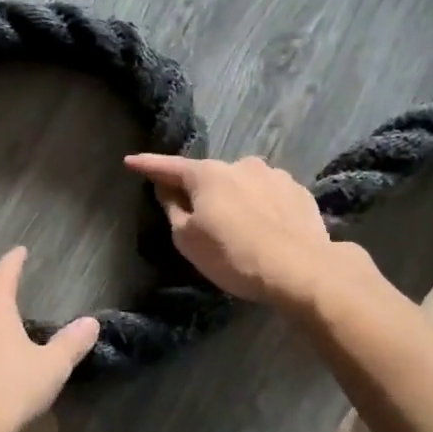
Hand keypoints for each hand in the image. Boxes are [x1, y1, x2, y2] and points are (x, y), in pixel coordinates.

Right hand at [124, 153, 335, 304]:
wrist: (302, 269)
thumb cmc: (234, 256)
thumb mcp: (188, 240)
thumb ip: (173, 209)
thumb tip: (168, 190)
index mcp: (208, 174)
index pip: (169, 167)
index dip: (148, 165)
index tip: (130, 161)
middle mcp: (241, 164)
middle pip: (209, 176)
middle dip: (200, 191)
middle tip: (198, 219)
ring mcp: (274, 175)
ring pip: (242, 185)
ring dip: (234, 199)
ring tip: (239, 229)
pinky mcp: (299, 192)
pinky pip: (268, 196)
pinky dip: (260, 207)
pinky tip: (266, 229)